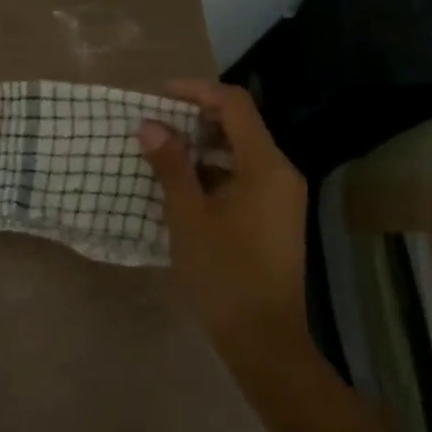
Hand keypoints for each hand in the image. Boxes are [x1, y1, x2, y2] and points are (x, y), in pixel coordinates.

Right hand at [137, 81, 308, 347]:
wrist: (264, 340)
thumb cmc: (224, 274)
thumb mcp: (188, 217)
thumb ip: (171, 166)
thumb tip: (150, 126)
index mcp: (266, 166)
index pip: (234, 104)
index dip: (196, 91)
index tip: (158, 96)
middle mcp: (281, 173)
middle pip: (239, 125)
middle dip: (196, 117)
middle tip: (154, 122)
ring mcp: (281, 196)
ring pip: (240, 152)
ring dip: (202, 145)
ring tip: (161, 150)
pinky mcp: (275, 216)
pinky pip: (244, 176)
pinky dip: (214, 170)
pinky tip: (183, 185)